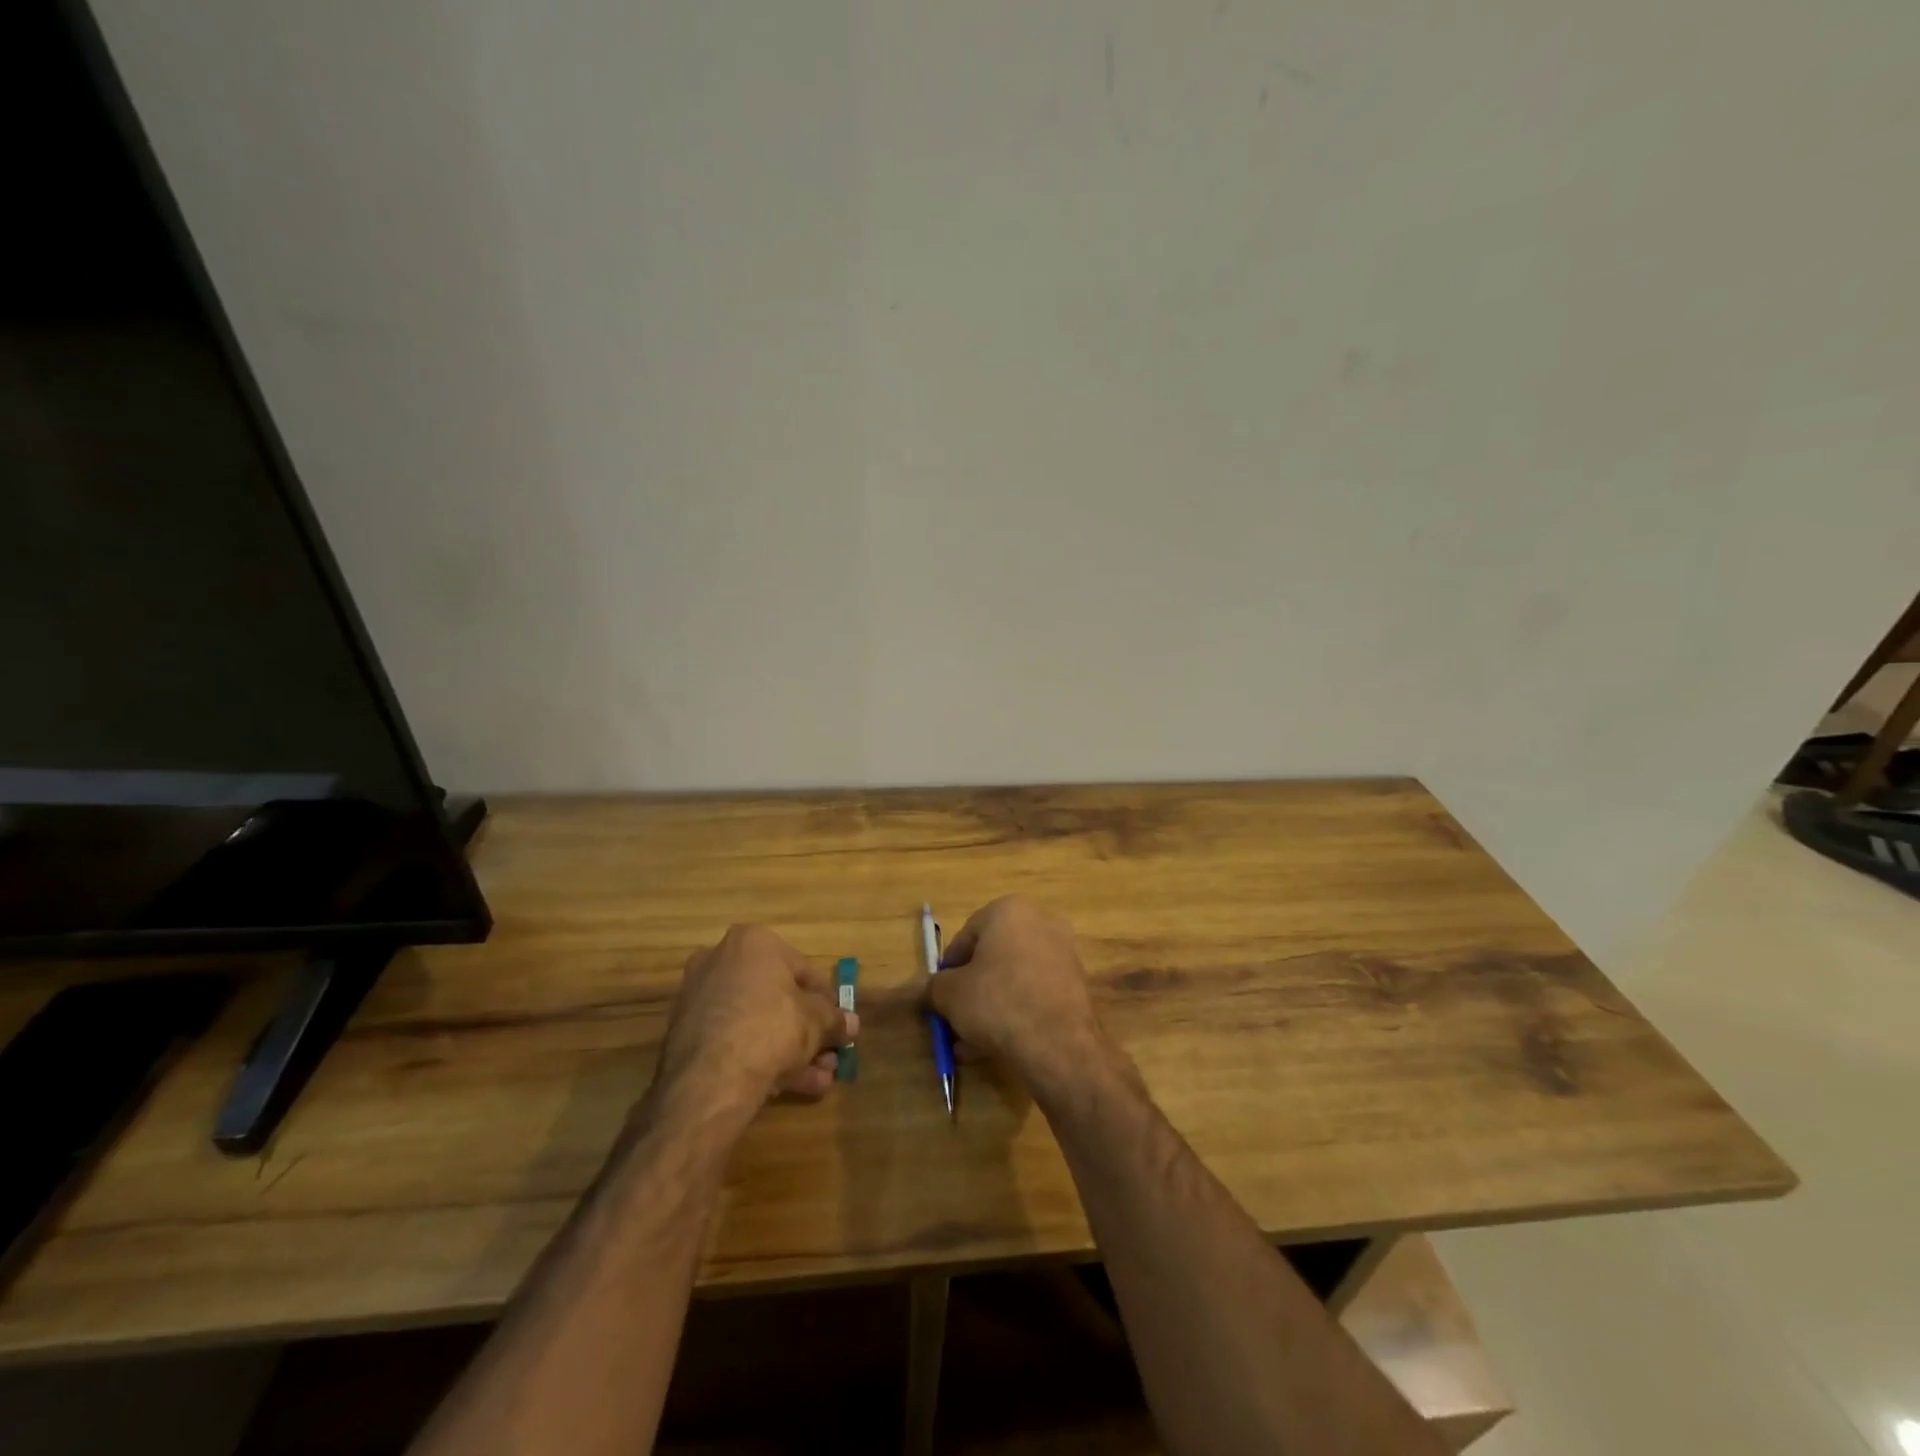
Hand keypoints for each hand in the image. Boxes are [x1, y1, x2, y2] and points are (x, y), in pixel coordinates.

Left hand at [653, 924, 855, 1114]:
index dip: (826, 1000)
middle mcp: (720, 961)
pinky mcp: (686, 1035)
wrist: (710, 1079)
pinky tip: (788, 1088)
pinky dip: (760, 1058)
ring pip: (756, 1023)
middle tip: (828, 1055)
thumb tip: (851, 1024)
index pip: (802, 969)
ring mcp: (699, 999)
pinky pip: (734, 1041)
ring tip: (818, 1080)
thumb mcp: (817, 1022)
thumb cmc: (772, 1027)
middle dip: (807, 1031)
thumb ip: (835, 1020)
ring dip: (790, 1050)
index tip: (838, 1023)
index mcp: (753, 942)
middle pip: (776, 998)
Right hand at [927, 897, 1111, 1091]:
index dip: (949, 968)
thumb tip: (930, 990)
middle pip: (992, 958)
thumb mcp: (950, 994)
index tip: (940, 994)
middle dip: (971, 990)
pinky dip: (1016, 1013)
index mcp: (1010, 910)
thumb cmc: (997, 1001)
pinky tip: (996, 1046)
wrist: (1057, 1043)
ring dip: (990, 1007)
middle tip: (955, 1018)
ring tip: (970, 1043)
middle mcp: (1041, 922)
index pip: (967, 935)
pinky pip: (1034, 995)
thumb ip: (934, 987)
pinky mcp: (1076, 985)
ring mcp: (1063, 953)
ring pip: (1013, 979)